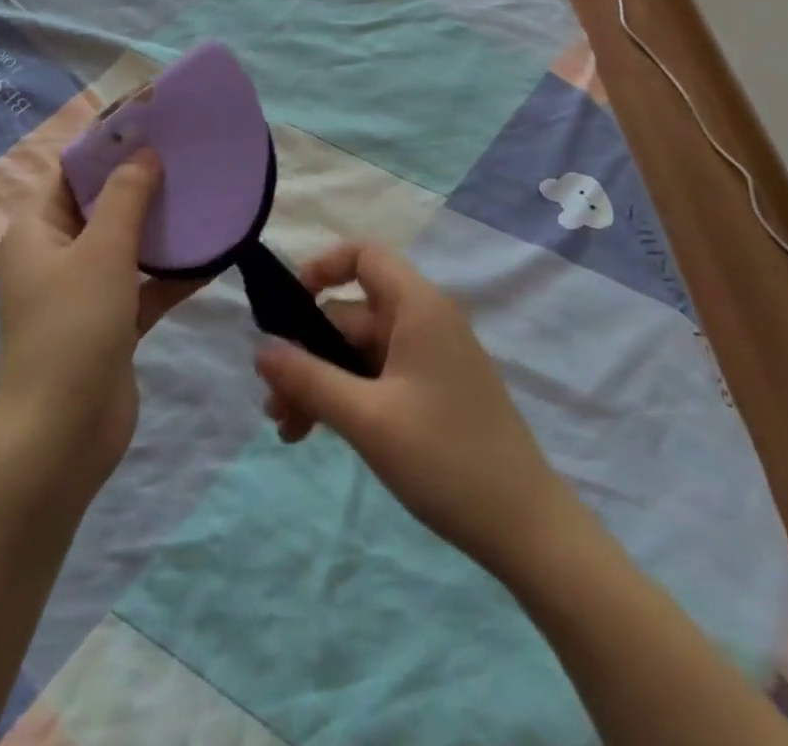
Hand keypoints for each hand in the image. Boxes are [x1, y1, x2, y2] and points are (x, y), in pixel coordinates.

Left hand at [0, 153, 204, 497]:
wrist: (62, 438)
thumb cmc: (73, 329)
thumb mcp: (101, 251)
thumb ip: (125, 197)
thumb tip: (144, 153)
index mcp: (37, 230)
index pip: (70, 171)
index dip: (108, 144)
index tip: (152, 123)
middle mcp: (56, 254)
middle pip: (101, 204)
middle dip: (142, 181)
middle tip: (187, 155)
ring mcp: (84, 291)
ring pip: (127, 244)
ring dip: (161, 227)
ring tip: (204, 195)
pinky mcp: (111, 323)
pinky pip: (145, 285)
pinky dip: (172, 272)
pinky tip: (214, 256)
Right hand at [254, 242, 574, 579]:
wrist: (527, 530)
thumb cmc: (446, 459)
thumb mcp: (367, 419)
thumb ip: (309, 379)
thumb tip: (260, 349)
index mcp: (418, 307)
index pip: (365, 256)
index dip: (323, 268)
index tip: (287, 307)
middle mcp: (425, 322)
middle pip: (352, 316)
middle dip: (308, 354)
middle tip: (273, 404)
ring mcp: (430, 359)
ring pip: (360, 353)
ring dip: (322, 383)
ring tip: (288, 430)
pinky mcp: (433, 393)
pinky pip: (378, 378)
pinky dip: (347, 398)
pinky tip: (318, 434)